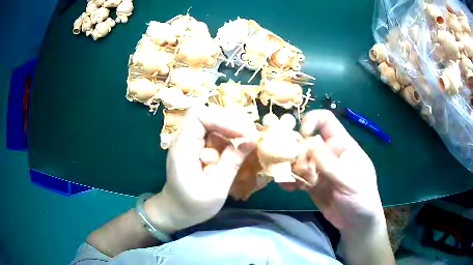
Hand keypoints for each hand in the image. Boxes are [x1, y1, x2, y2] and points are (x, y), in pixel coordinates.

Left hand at [144, 107, 256, 233]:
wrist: (175, 212)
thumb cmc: (193, 205)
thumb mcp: (216, 189)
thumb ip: (231, 163)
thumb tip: (250, 141)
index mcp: (183, 148)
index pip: (199, 116)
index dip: (222, 119)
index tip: (243, 133)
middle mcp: (184, 140)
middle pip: (207, 117)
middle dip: (230, 124)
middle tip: (250, 137)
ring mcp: (189, 144)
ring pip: (212, 125)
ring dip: (230, 133)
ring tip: (245, 147)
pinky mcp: (195, 149)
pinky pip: (213, 137)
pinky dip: (226, 142)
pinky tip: (236, 153)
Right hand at [282, 110, 384, 233]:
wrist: (357, 224)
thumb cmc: (363, 199)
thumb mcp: (352, 182)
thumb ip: (332, 165)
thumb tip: (309, 145)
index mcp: (343, 146)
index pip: (326, 121)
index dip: (312, 120)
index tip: (302, 133)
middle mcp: (329, 154)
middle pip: (307, 140)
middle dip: (296, 150)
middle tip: (292, 165)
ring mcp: (319, 169)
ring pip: (299, 159)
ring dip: (290, 166)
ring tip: (287, 179)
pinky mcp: (312, 184)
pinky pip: (297, 177)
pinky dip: (289, 180)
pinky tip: (287, 187)